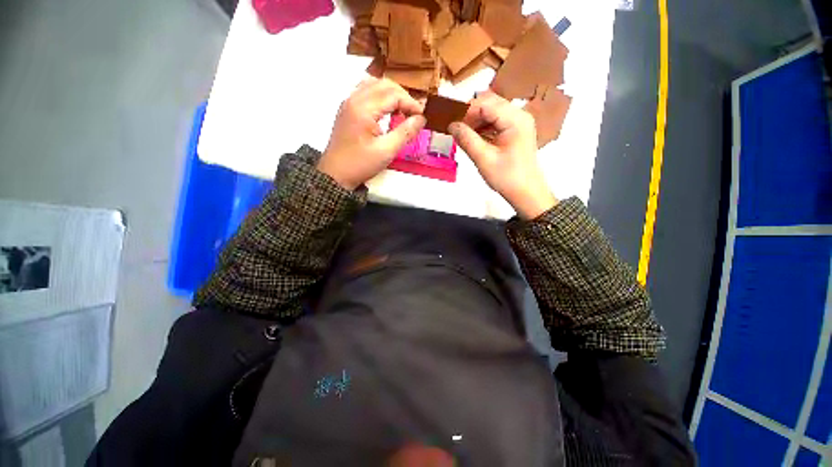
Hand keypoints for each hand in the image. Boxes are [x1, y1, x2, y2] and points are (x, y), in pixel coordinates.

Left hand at [318, 78, 426, 189]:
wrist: (335, 174)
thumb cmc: (360, 164)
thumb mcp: (386, 151)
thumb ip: (405, 132)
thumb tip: (421, 119)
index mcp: (363, 108)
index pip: (393, 95)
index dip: (411, 103)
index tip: (422, 117)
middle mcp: (354, 99)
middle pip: (384, 84)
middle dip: (403, 96)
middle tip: (414, 114)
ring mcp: (348, 102)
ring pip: (374, 85)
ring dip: (392, 95)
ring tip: (402, 111)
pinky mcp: (347, 109)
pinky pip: (366, 92)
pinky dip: (380, 97)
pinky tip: (386, 111)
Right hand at [449, 91, 557, 219]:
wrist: (526, 192)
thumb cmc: (507, 178)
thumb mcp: (484, 159)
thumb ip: (466, 139)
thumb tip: (451, 124)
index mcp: (515, 120)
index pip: (485, 104)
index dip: (465, 110)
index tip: (449, 121)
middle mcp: (519, 115)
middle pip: (489, 103)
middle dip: (470, 114)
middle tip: (454, 127)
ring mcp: (519, 122)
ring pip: (492, 111)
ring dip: (475, 120)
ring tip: (462, 134)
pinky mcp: (516, 130)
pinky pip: (496, 121)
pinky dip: (483, 126)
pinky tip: (474, 137)